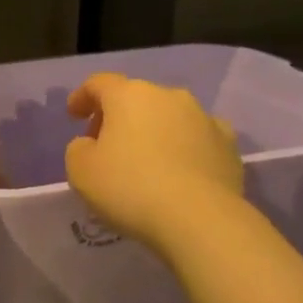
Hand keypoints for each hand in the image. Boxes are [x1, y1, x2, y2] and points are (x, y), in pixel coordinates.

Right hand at [64, 73, 243, 252]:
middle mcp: (169, 96)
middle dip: (118, 117)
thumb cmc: (129, 188)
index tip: (74, 115)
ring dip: (153, 131)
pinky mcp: (229, 145)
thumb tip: (92, 143)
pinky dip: (184, 148)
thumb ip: (79, 148)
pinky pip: (197, 139)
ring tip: (145, 161)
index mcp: (129, 95)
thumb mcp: (80, 170)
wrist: (199, 219)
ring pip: (169, 117)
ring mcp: (204, 118)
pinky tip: (179, 171)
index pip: (99, 83)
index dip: (82, 96)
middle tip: (105, 145)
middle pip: (135, 98)